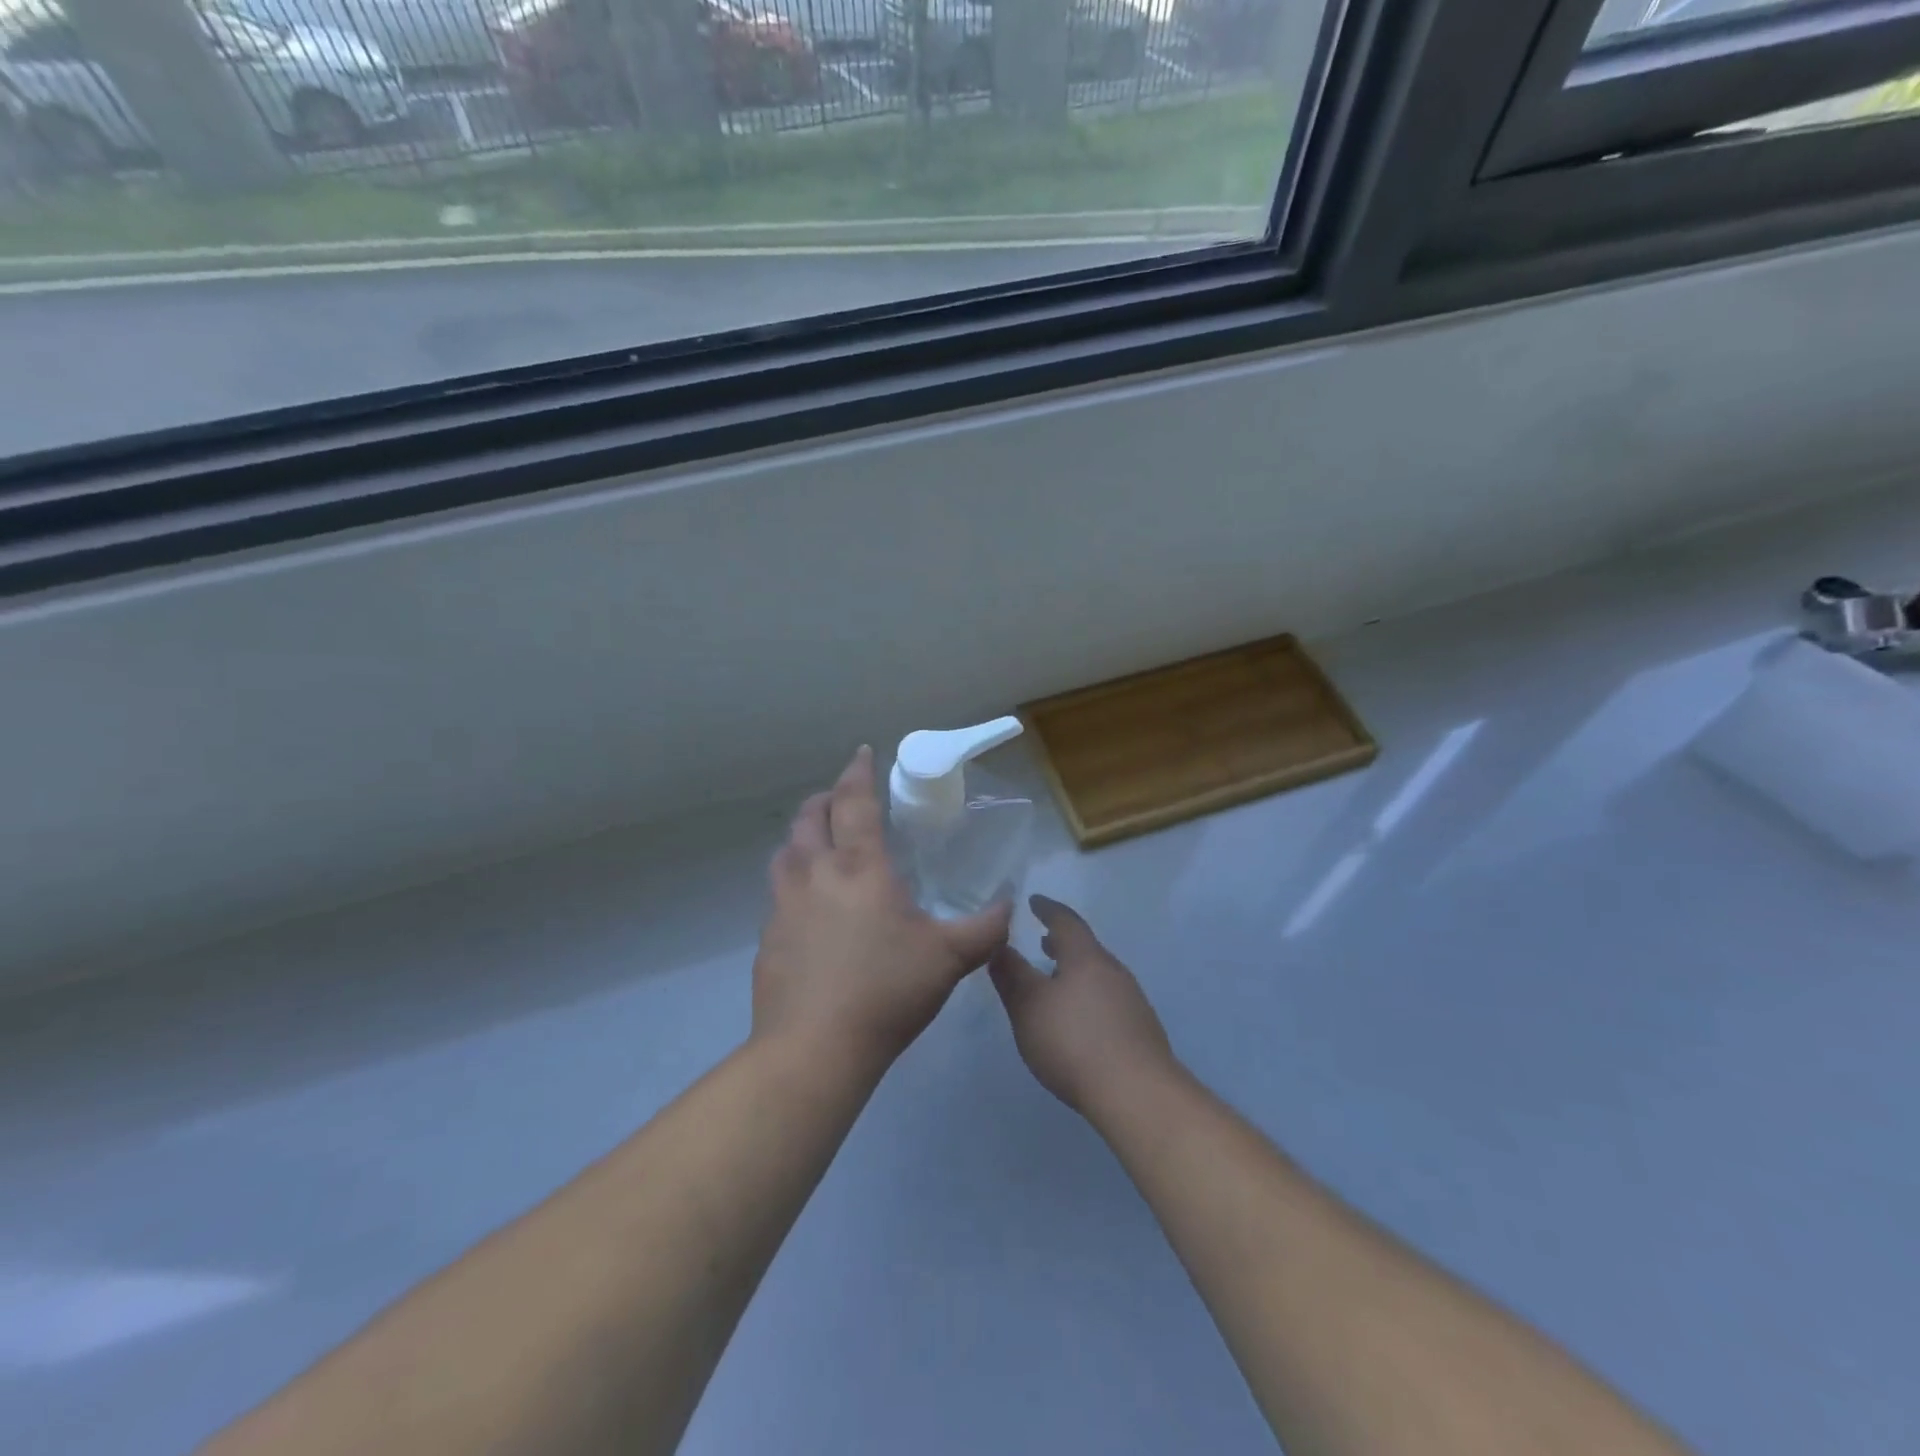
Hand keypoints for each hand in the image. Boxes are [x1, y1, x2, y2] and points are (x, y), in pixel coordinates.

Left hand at [753, 746, 1011, 1070]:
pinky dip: (794, 883)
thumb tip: (1009, 906)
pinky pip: (778, 895)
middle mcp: (815, 874)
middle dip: (825, 799)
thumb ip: (985, 929)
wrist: (814, 1048)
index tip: (863, 753)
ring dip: (803, 838)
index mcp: (858, 867)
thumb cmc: (886, 991)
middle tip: (842, 800)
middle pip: (809, 817)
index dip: (858, 772)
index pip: (854, 802)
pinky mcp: (767, 939)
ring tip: (821, 847)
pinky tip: (811, 911)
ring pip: (786, 853)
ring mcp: (784, 906)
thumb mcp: (949, 959)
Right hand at [989, 895, 1178, 1118]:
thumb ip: (1011, 975)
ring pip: (1098, 974)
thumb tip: (998, 946)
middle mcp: (1113, 970)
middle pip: (1085, 948)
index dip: (1047, 909)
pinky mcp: (1140, 1030)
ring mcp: (1131, 1000)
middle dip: (1062, 943)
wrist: (1136, 1093)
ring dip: (1075, 971)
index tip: (1033, 902)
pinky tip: (1079, 1018)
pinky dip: (1088, 995)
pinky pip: (1108, 999)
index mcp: (1086, 957)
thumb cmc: (1074, 1041)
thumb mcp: (1029, 1007)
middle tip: (1043, 941)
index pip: (1066, 921)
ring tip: (1056, 980)